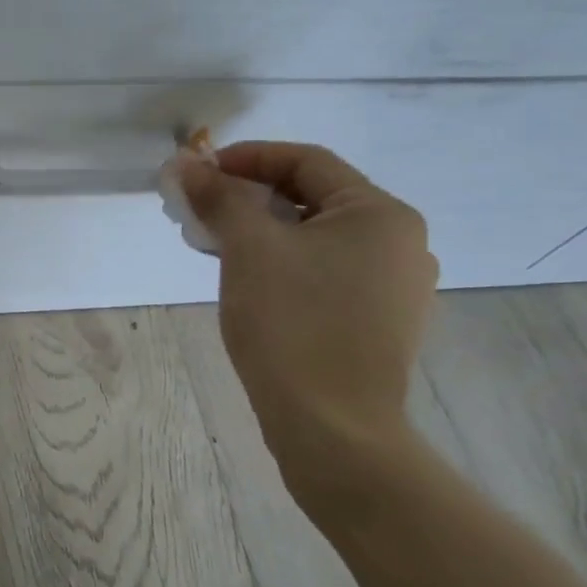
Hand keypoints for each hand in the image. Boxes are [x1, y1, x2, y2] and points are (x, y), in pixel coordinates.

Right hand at [179, 142, 438, 498]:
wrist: (333, 429)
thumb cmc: (292, 325)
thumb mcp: (248, 249)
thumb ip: (219, 197)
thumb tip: (186, 164)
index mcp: (380, 214)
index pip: (306, 161)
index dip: (246, 157)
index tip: (198, 172)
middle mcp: (400, 242)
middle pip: (312, 197)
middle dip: (249, 196)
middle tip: (199, 209)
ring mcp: (395, 286)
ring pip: (316, 237)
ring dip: (262, 230)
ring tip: (213, 244)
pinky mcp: (380, 321)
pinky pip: (326, 271)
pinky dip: (284, 262)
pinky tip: (248, 279)